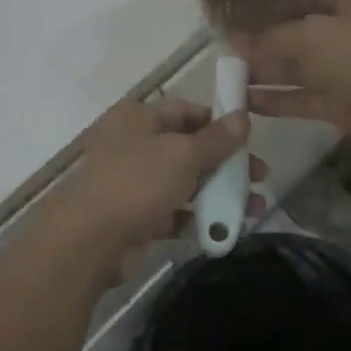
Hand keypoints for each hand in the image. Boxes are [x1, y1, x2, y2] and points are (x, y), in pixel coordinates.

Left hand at [46, 98, 264, 284]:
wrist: (89, 240)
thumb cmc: (136, 182)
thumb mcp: (182, 154)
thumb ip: (215, 139)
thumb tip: (242, 118)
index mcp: (139, 117)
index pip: (186, 110)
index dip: (218, 121)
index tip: (250, 137)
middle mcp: (134, 144)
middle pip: (189, 148)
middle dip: (226, 163)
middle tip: (261, 177)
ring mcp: (134, 182)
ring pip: (185, 183)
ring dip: (219, 193)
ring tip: (255, 209)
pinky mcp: (136, 217)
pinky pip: (175, 213)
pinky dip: (198, 219)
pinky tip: (226, 230)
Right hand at [233, 0, 350, 154]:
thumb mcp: (311, 35)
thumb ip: (270, 37)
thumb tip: (234, 38)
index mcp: (349, 2)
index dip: (273, 0)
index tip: (239, 9)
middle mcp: (346, 33)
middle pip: (297, 32)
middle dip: (263, 40)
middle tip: (227, 47)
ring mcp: (344, 70)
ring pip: (297, 68)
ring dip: (266, 72)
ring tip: (229, 75)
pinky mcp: (340, 103)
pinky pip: (302, 98)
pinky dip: (277, 100)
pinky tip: (247, 101)